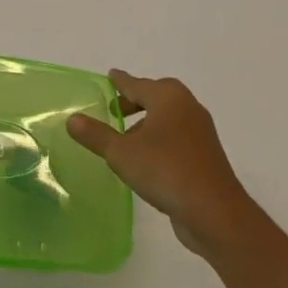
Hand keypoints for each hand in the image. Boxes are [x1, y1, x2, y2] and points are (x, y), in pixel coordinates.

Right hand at [68, 70, 262, 261]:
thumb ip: (96, 135)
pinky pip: (176, 136)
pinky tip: (146, 158)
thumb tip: (72, 119)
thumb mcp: (121, 153)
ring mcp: (200, 131)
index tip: (110, 75)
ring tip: (125, 138)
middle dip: (135, 100)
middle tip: (114, 109)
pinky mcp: (205, 154)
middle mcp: (186, 107)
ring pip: (168, 117)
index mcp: (168, 97)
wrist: (215, 212)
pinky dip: (160, 138)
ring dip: (147, 122)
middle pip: (156, 96)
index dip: (120, 82)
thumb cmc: (165, 171)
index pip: (136, 84)